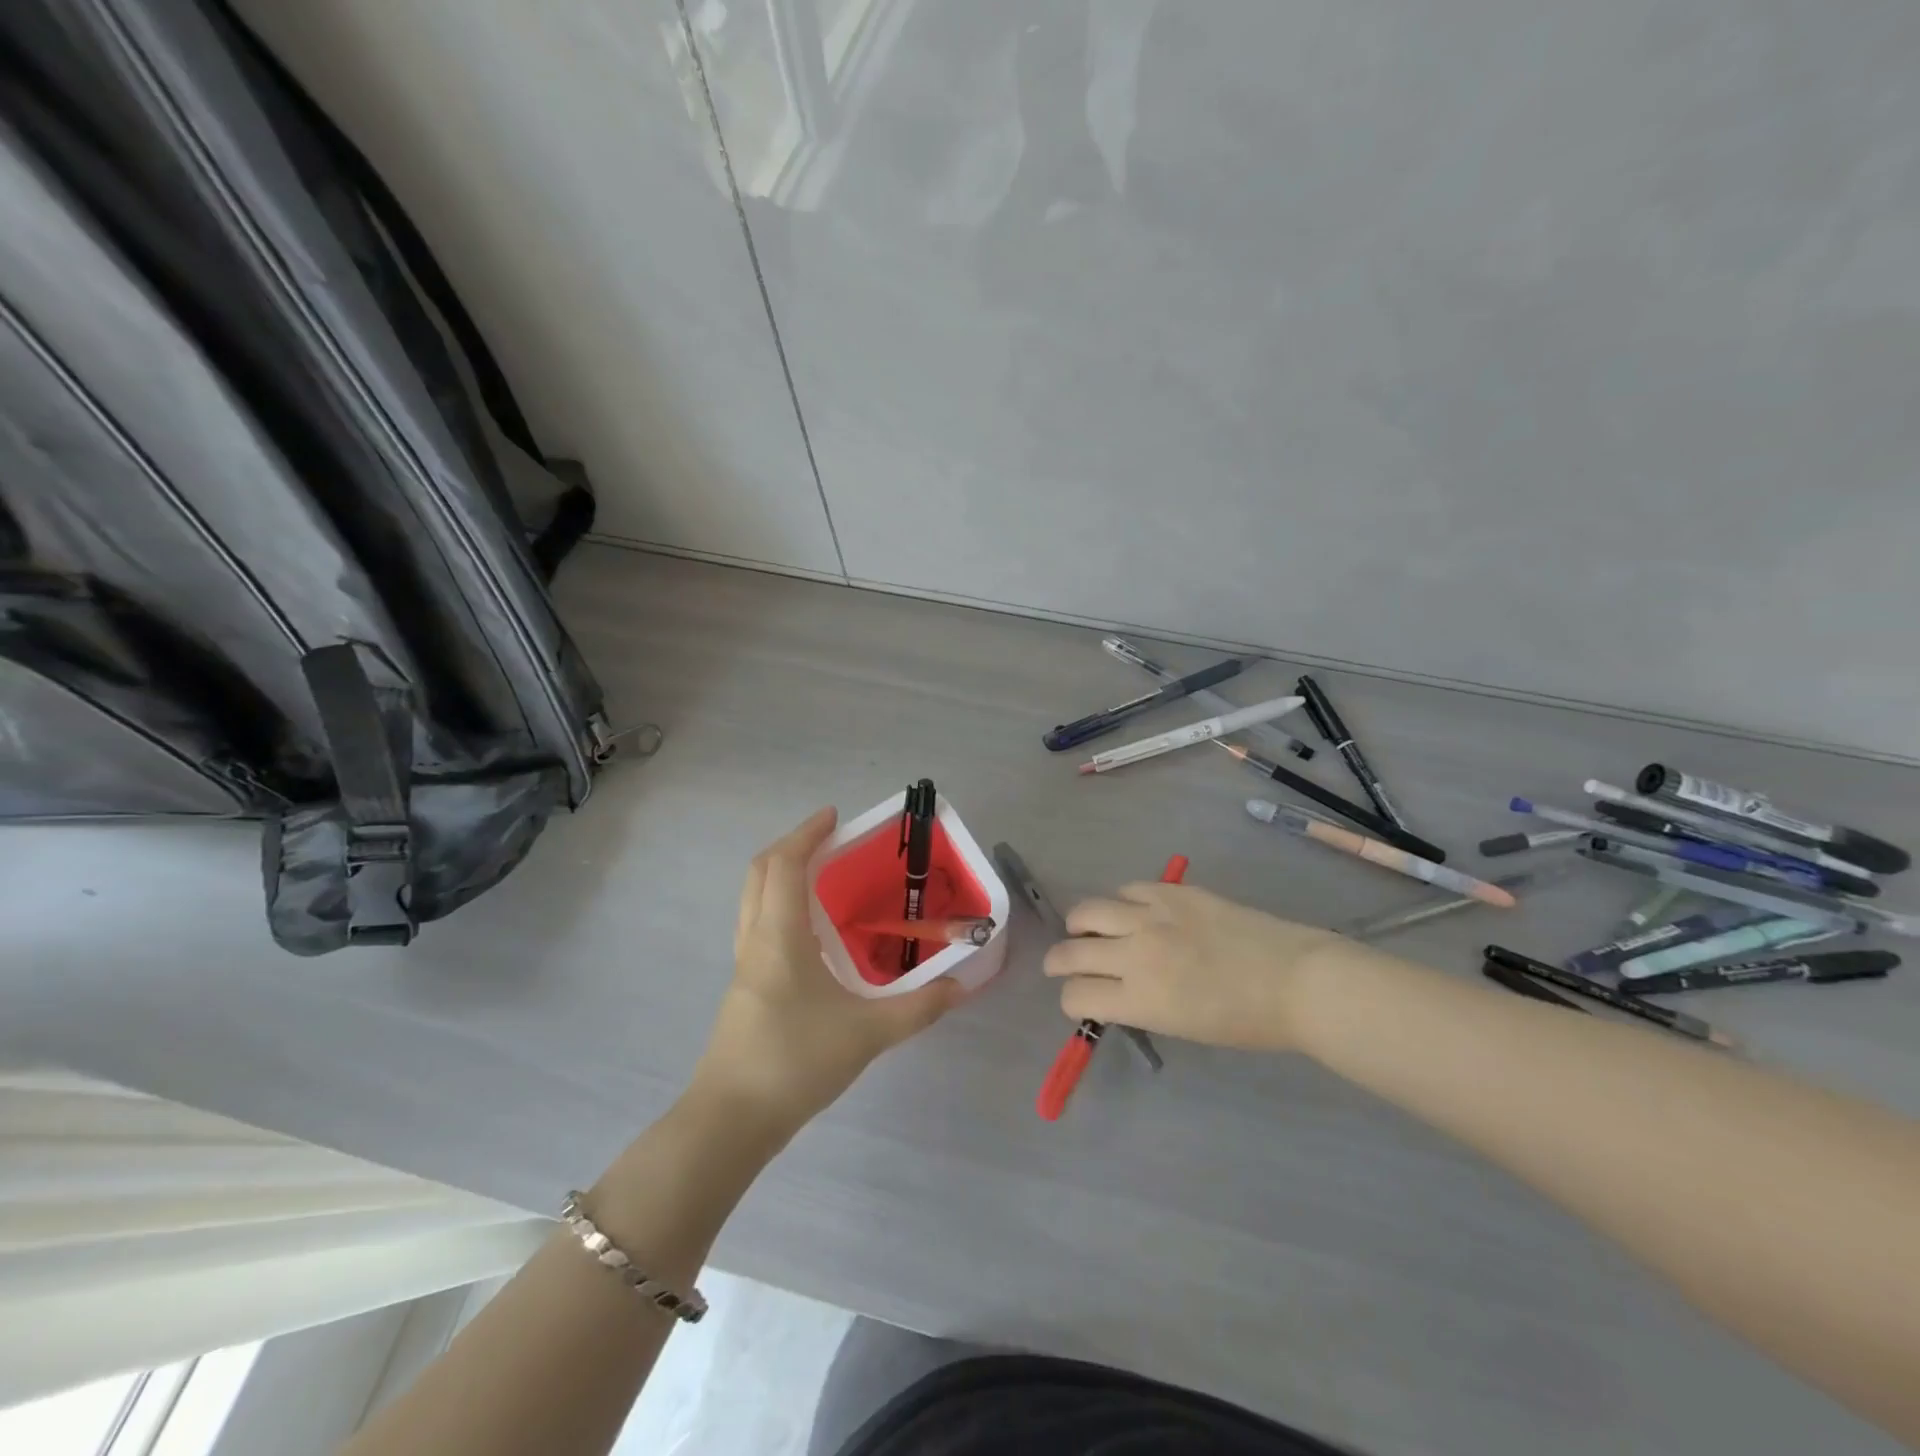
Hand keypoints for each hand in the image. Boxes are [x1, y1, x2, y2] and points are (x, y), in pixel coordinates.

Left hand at [691, 807, 963, 1137]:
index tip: (835, 816)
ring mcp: (744, 964)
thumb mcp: (868, 1034)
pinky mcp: (744, 987)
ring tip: (821, 876)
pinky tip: (810, 933)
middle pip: (760, 872)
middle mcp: (755, 939)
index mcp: (780, 935)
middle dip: (792, 846)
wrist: (731, 1121)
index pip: (786, 864)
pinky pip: (757, 924)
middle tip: (829, 839)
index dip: (807, 833)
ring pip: (753, 898)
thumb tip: (962, 986)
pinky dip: (779, 905)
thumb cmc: (795, 1062)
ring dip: (781, 874)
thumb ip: (919, 1008)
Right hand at [1042, 882, 1344, 1050]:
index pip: (1076, 995)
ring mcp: (1152, 916)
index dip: (1070, 1000)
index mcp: (1140, 999)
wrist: (1295, 979)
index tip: (1077, 1001)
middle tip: (1061, 964)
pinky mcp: (1172, 891)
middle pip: (1071, 951)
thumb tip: (1114, 990)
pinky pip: (1127, 890)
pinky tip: (1132, 912)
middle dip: (1058, 962)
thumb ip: (1139, 1005)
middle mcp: (1136, 953)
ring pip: (1088, 910)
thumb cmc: (1246, 1021)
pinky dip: (1121, 903)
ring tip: (1087, 929)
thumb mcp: (1181, 1026)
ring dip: (1080, 925)